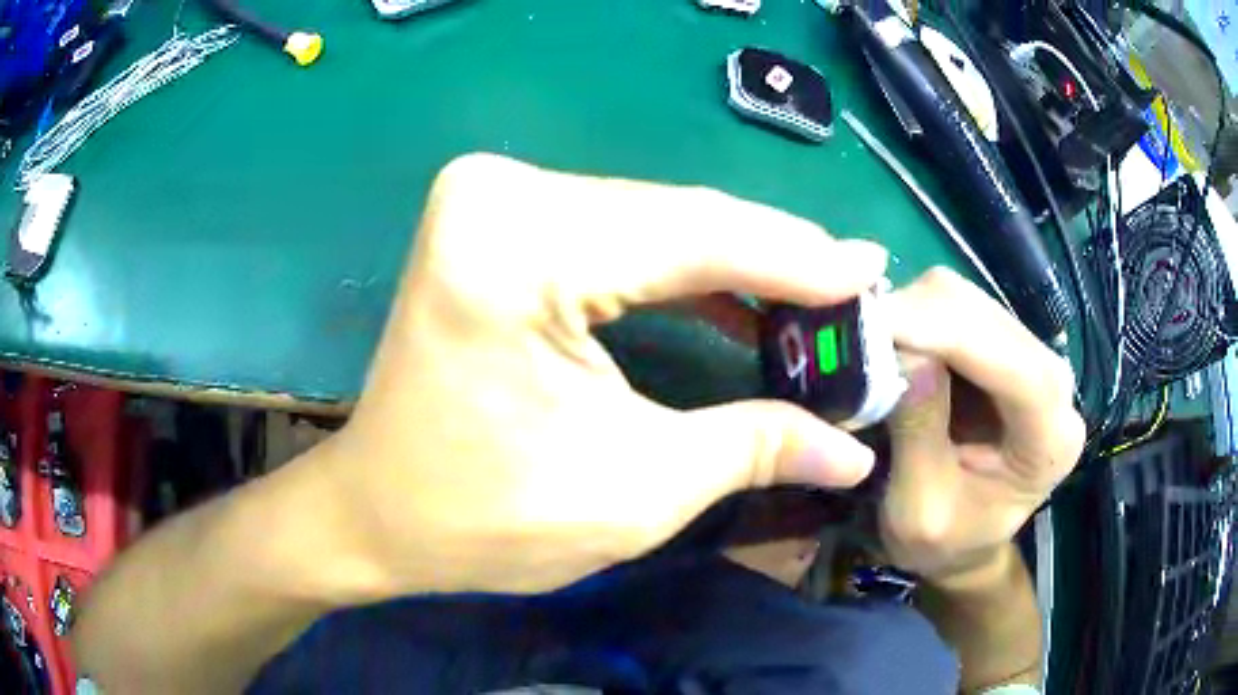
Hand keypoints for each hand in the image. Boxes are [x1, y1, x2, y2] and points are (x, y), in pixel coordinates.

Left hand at [314, 154, 889, 595]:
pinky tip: (740, 300)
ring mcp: (491, 201)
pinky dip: (682, 268)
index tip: (872, 275)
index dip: (797, 261)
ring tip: (817, 296)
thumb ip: (756, 447)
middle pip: (676, 218)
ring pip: (653, 221)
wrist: (378, 513)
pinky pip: (616, 234)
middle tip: (857, 288)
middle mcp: (500, 196)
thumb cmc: (483, 519)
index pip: (694, 236)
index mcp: (516, 247)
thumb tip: (856, 451)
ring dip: (736, 263)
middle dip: (774, 260)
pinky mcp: (496, 224)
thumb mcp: (635, 490)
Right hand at [878, 269, 1084, 583]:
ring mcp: (1030, 356)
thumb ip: (919, 436)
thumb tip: (902, 349)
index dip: (950, 335)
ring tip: (868, 343)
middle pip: (988, 317)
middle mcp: (1055, 384)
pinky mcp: (1003, 345)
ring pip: (968, 300)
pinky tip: (890, 341)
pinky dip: (915, 316)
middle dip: (919, 317)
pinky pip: (955, 308)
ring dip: (912, 312)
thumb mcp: (920, 512)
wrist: (965, 544)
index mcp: (1050, 440)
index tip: (876, 326)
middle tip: (854, 337)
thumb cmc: (945, 544)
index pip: (1016, 366)